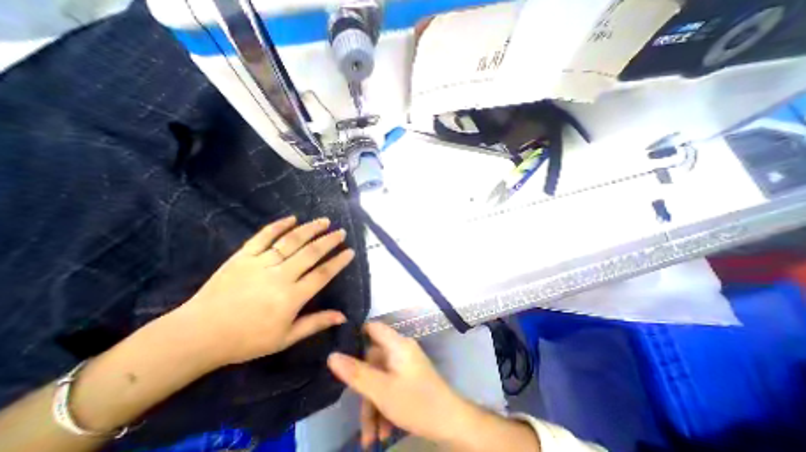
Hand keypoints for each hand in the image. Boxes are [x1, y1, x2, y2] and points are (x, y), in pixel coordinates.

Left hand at [176, 216, 355, 366]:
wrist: (197, 335)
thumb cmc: (246, 340)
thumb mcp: (285, 338)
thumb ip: (316, 323)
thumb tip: (343, 316)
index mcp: (291, 297)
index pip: (322, 274)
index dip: (338, 262)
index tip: (350, 251)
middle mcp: (280, 276)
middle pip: (311, 253)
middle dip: (329, 241)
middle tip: (341, 232)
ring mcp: (260, 263)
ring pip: (291, 241)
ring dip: (310, 229)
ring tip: (324, 221)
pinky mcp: (242, 256)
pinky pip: (263, 236)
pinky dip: (278, 225)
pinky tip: (292, 218)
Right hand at [325, 323, 469, 445]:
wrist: (451, 423)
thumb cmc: (417, 402)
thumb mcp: (382, 391)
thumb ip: (356, 373)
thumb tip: (332, 356)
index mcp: (397, 344)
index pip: (373, 328)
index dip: (356, 334)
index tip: (339, 351)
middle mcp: (400, 350)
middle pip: (373, 361)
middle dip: (364, 389)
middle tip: (359, 417)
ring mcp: (405, 365)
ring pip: (380, 378)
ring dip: (373, 406)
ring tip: (371, 438)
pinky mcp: (408, 378)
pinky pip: (389, 386)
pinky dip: (384, 407)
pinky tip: (383, 432)